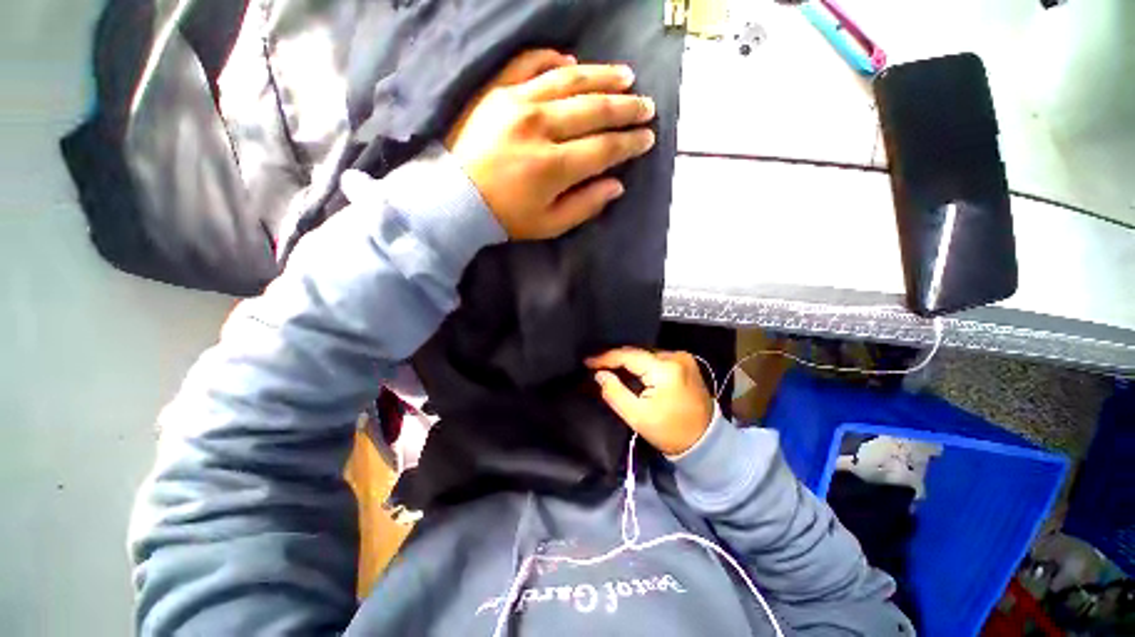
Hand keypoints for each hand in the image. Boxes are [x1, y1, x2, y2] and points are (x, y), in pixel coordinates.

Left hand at [445, 49, 656, 239]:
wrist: (456, 199)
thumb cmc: (506, 217)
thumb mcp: (550, 224)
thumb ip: (586, 205)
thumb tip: (617, 185)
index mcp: (553, 167)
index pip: (604, 148)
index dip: (630, 143)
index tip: (648, 138)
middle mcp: (540, 127)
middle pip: (594, 110)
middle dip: (626, 108)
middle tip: (647, 106)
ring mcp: (517, 103)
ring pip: (570, 80)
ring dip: (602, 76)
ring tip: (625, 76)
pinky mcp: (498, 91)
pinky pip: (530, 63)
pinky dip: (553, 59)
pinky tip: (572, 62)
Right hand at [586, 348, 714, 455]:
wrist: (705, 442)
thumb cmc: (669, 432)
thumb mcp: (637, 416)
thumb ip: (614, 392)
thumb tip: (600, 374)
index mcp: (665, 369)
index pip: (628, 356)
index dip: (605, 357)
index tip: (587, 361)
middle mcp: (676, 356)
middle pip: (638, 352)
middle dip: (616, 358)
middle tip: (596, 364)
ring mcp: (683, 358)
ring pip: (646, 354)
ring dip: (628, 361)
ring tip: (608, 366)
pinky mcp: (685, 363)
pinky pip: (655, 358)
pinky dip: (641, 364)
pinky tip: (629, 369)